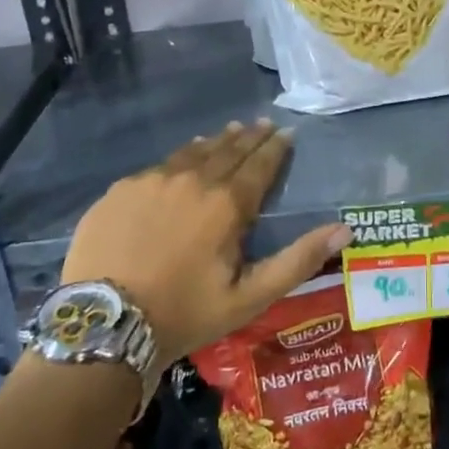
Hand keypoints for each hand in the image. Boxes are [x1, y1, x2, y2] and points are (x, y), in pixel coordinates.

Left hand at [59, 121, 351, 367]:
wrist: (104, 324)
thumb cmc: (185, 314)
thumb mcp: (249, 297)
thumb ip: (297, 260)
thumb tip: (344, 230)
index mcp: (227, 205)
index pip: (259, 165)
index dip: (275, 149)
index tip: (286, 133)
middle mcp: (192, 181)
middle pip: (227, 151)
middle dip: (249, 137)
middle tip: (262, 124)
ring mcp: (152, 181)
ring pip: (192, 153)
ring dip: (215, 143)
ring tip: (228, 132)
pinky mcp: (121, 190)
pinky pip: (158, 166)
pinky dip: (179, 159)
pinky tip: (180, 160)